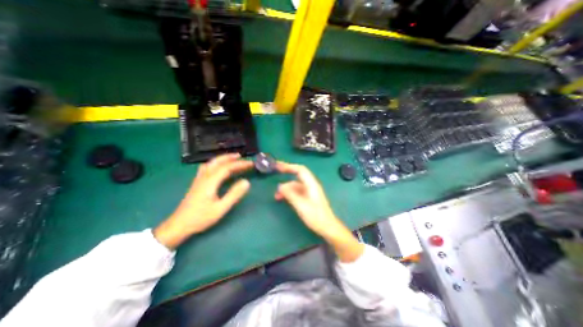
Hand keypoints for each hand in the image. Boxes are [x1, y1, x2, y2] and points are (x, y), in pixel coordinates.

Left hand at [153, 154, 254, 247]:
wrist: (179, 225)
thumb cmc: (201, 218)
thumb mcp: (221, 208)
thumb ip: (234, 194)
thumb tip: (247, 182)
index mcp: (210, 181)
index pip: (227, 167)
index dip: (240, 164)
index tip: (251, 164)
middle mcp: (204, 177)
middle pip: (218, 161)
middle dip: (231, 157)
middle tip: (242, 157)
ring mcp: (199, 179)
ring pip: (212, 163)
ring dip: (223, 158)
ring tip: (232, 159)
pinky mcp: (197, 182)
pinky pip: (207, 167)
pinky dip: (216, 163)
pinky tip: (218, 167)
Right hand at [276, 162, 362, 261]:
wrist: (327, 227)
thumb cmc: (316, 216)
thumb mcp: (301, 205)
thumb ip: (290, 194)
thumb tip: (280, 186)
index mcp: (311, 184)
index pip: (300, 170)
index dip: (289, 166)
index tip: (278, 166)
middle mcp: (310, 185)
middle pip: (296, 177)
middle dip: (285, 177)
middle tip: (274, 177)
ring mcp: (309, 192)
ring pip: (295, 186)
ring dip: (286, 189)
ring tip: (277, 196)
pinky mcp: (308, 198)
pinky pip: (296, 192)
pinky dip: (289, 194)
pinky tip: (283, 199)